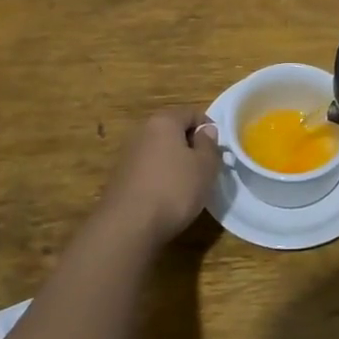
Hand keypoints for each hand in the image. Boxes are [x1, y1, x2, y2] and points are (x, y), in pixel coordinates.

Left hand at [97, 105, 220, 245]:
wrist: (128, 226)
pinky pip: (148, 169)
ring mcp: (128, 154)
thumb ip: (209, 144)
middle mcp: (142, 131)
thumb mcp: (205, 166)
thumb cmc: (174, 189)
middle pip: (173, 130)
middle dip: (191, 145)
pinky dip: (160, 176)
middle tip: (206, 167)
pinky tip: (167, 196)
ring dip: (175, 162)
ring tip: (188, 185)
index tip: (218, 150)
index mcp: (163, 121)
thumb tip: (206, 131)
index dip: (209, 128)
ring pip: (160, 151)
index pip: (192, 113)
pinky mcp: (120, 177)